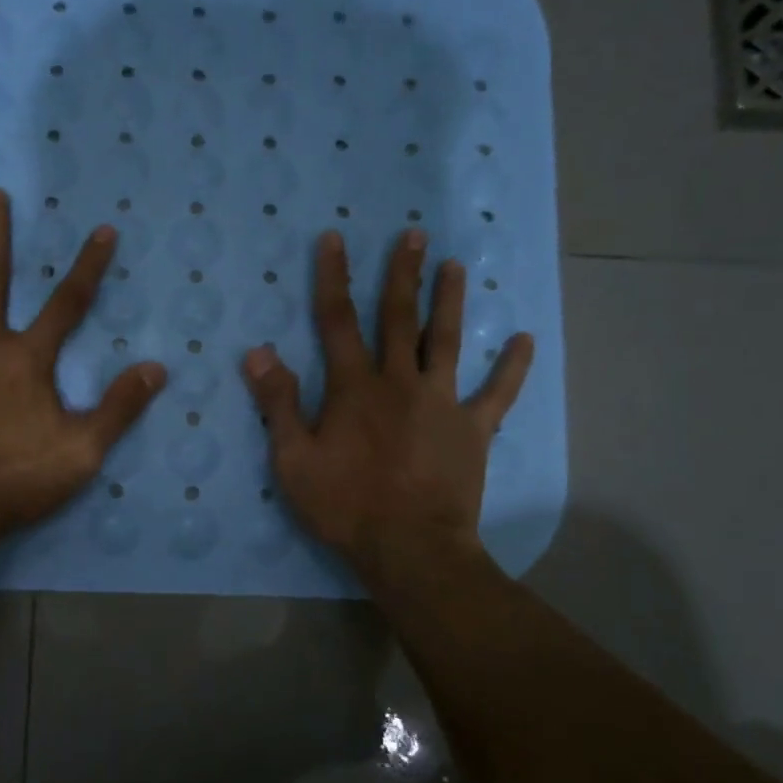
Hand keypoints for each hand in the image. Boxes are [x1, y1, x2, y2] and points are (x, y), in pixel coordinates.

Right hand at [242, 228, 533, 581]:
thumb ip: (278, 404)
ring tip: (457, 266)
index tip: (335, 238)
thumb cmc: (345, 505)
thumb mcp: (293, 460)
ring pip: (447, 341)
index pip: (338, 320)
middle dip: (403, 274)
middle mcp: (400, 382)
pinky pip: (498, 393)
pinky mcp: (473, 430)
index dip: (333, 277)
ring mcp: (442, 403)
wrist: (410, 548)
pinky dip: (512, 367)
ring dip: (451, 301)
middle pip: (400, 318)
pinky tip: (524, 340)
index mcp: (354, 387)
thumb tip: (258, 353)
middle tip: (414, 235)